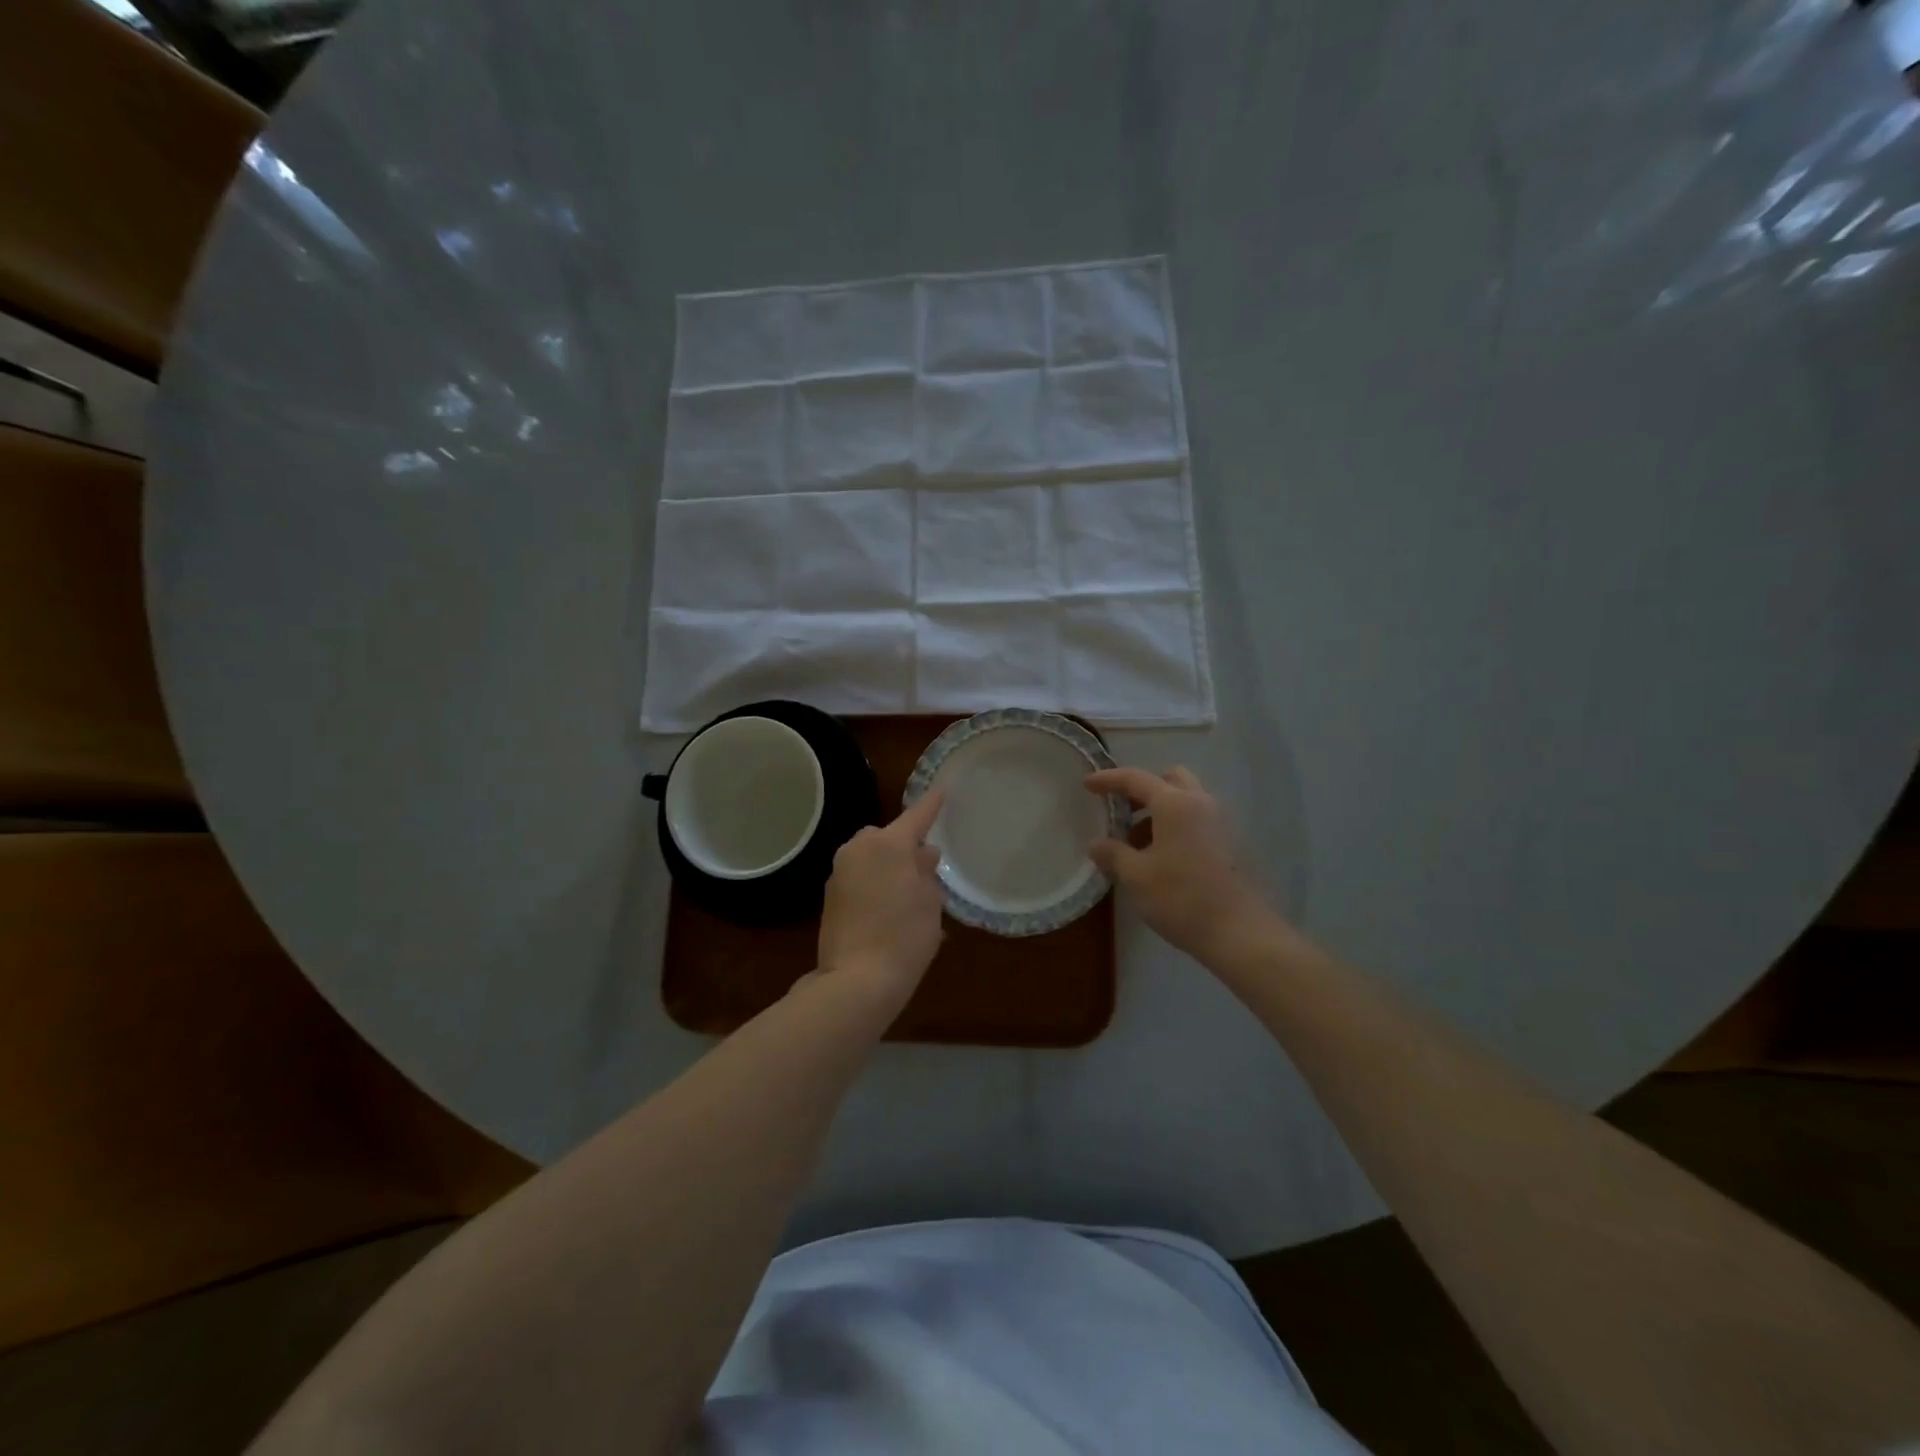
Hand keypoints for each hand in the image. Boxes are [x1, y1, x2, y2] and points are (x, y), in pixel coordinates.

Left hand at [815, 789, 945, 1000]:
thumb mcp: (929, 903)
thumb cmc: (905, 937)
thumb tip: (923, 855)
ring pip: (870, 857)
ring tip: (908, 893)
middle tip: (924, 866)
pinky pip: (859, 877)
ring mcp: (839, 872)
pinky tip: (889, 908)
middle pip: (887, 837)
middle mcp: (859, 849)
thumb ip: (927, 872)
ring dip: (887, 866)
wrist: (856, 980)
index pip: (916, 816)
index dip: (932, 804)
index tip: (942, 788)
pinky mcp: (829, 896)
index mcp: (888, 844)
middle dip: (904, 845)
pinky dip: (874, 883)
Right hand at [1085, 766, 1274, 964]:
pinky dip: (1176, 825)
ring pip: (1186, 799)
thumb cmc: (1181, 897)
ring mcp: (1221, 822)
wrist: (1239, 932)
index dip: (1108, 780)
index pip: (1135, 779)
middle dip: (1143, 789)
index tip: (1087, 785)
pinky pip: (1198, 819)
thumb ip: (1113, 853)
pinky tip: (1162, 857)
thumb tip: (1096, 844)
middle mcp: (1200, 803)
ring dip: (1160, 809)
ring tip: (1138, 843)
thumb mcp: (1136, 876)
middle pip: (1169, 779)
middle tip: (1122, 811)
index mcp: (1174, 804)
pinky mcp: (1231, 842)